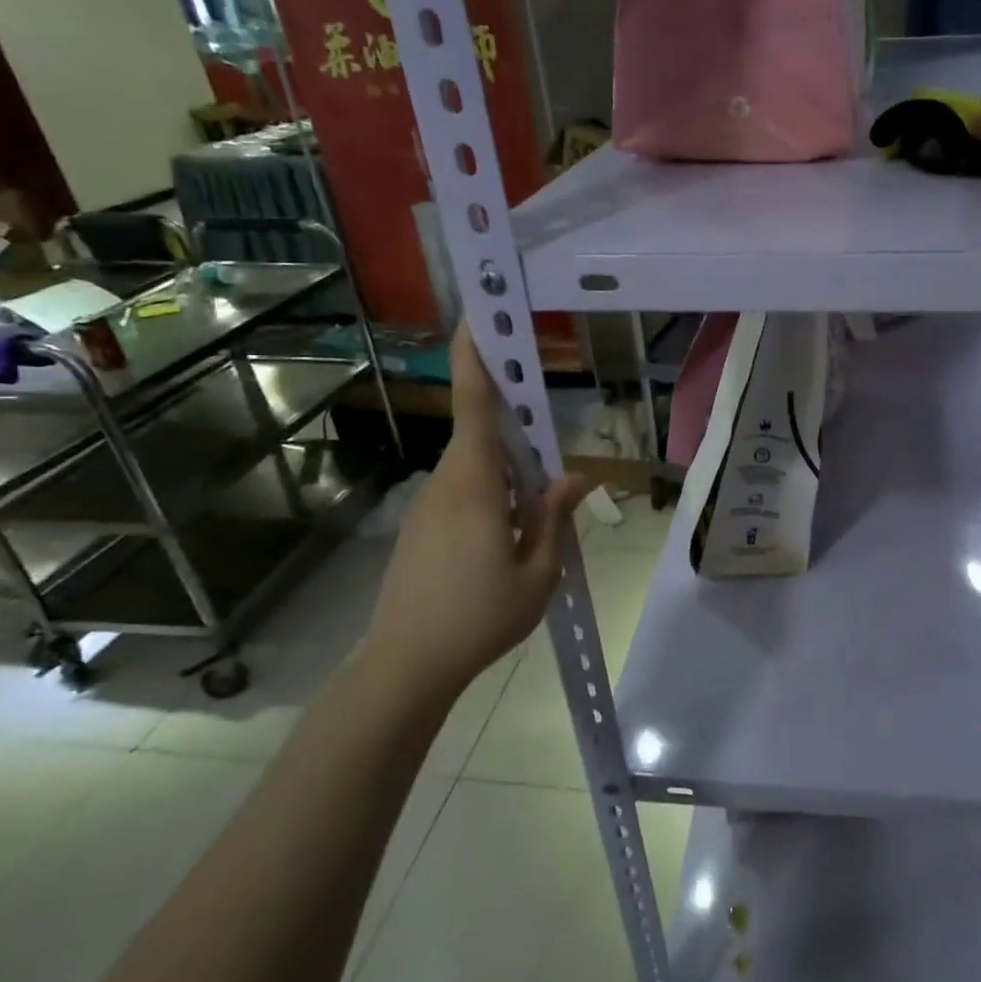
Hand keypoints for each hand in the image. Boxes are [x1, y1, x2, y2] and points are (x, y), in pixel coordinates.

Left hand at [360, 331, 589, 703]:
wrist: (406, 666)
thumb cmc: (480, 617)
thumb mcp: (539, 572)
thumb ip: (555, 518)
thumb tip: (574, 477)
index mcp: (475, 486)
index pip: (475, 407)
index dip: (476, 359)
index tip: (478, 316)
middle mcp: (446, 484)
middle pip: (480, 436)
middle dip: (513, 427)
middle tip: (548, 448)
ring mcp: (428, 507)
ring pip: (474, 468)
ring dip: (507, 472)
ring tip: (535, 510)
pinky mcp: (421, 528)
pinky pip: (463, 492)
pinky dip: (491, 495)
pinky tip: (508, 535)